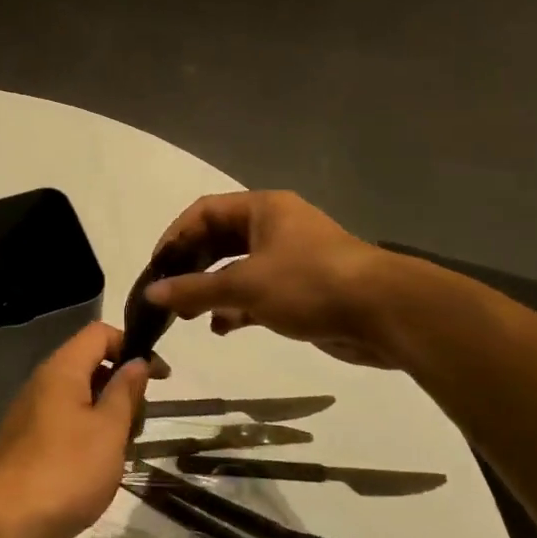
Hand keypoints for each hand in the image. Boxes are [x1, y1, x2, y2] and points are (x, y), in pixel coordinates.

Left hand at [0, 322, 149, 537]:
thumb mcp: (108, 430)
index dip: (132, 345)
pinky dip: (89, 436)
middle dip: (122, 387)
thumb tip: (137, 361)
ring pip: (80, 398)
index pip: (99, 333)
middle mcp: (43, 383)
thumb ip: (125, 392)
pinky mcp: (29, 443)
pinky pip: (66, 423)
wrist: (3, 524)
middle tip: (140, 423)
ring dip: (108, 416)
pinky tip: (99, 468)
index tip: (160, 377)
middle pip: (90, 364)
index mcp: (61, 369)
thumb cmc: (65, 471)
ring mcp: (32, 414)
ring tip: (122, 450)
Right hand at [144, 190, 402, 367]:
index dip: (175, 236)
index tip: (156, 267)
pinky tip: (221, 328)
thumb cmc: (309, 283)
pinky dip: (236, 308)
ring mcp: (290, 259)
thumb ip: (194, 289)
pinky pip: (257, 293)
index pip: (204, 212)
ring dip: (211, 290)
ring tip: (188, 316)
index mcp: (263, 210)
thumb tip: (152, 293)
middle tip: (168, 293)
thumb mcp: (244, 285)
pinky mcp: (301, 290)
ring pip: (237, 270)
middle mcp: (275, 228)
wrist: (384, 313)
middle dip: (191, 267)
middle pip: (219, 241)